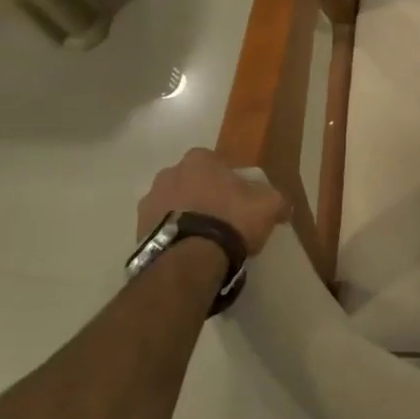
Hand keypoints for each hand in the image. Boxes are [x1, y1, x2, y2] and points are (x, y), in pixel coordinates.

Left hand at [136, 148, 286, 256]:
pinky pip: (161, 228)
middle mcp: (168, 173)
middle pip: (192, 182)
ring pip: (174, 205)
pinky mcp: (137, 230)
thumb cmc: (231, 219)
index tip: (241, 201)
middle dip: (204, 196)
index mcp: (199, 159)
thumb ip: (277, 199)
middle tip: (222, 219)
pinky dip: (173, 235)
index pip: (217, 164)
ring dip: (185, 215)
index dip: (230, 182)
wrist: (190, 258)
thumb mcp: (269, 205)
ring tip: (203, 241)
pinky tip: (188, 251)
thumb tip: (282, 206)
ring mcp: (149, 201)